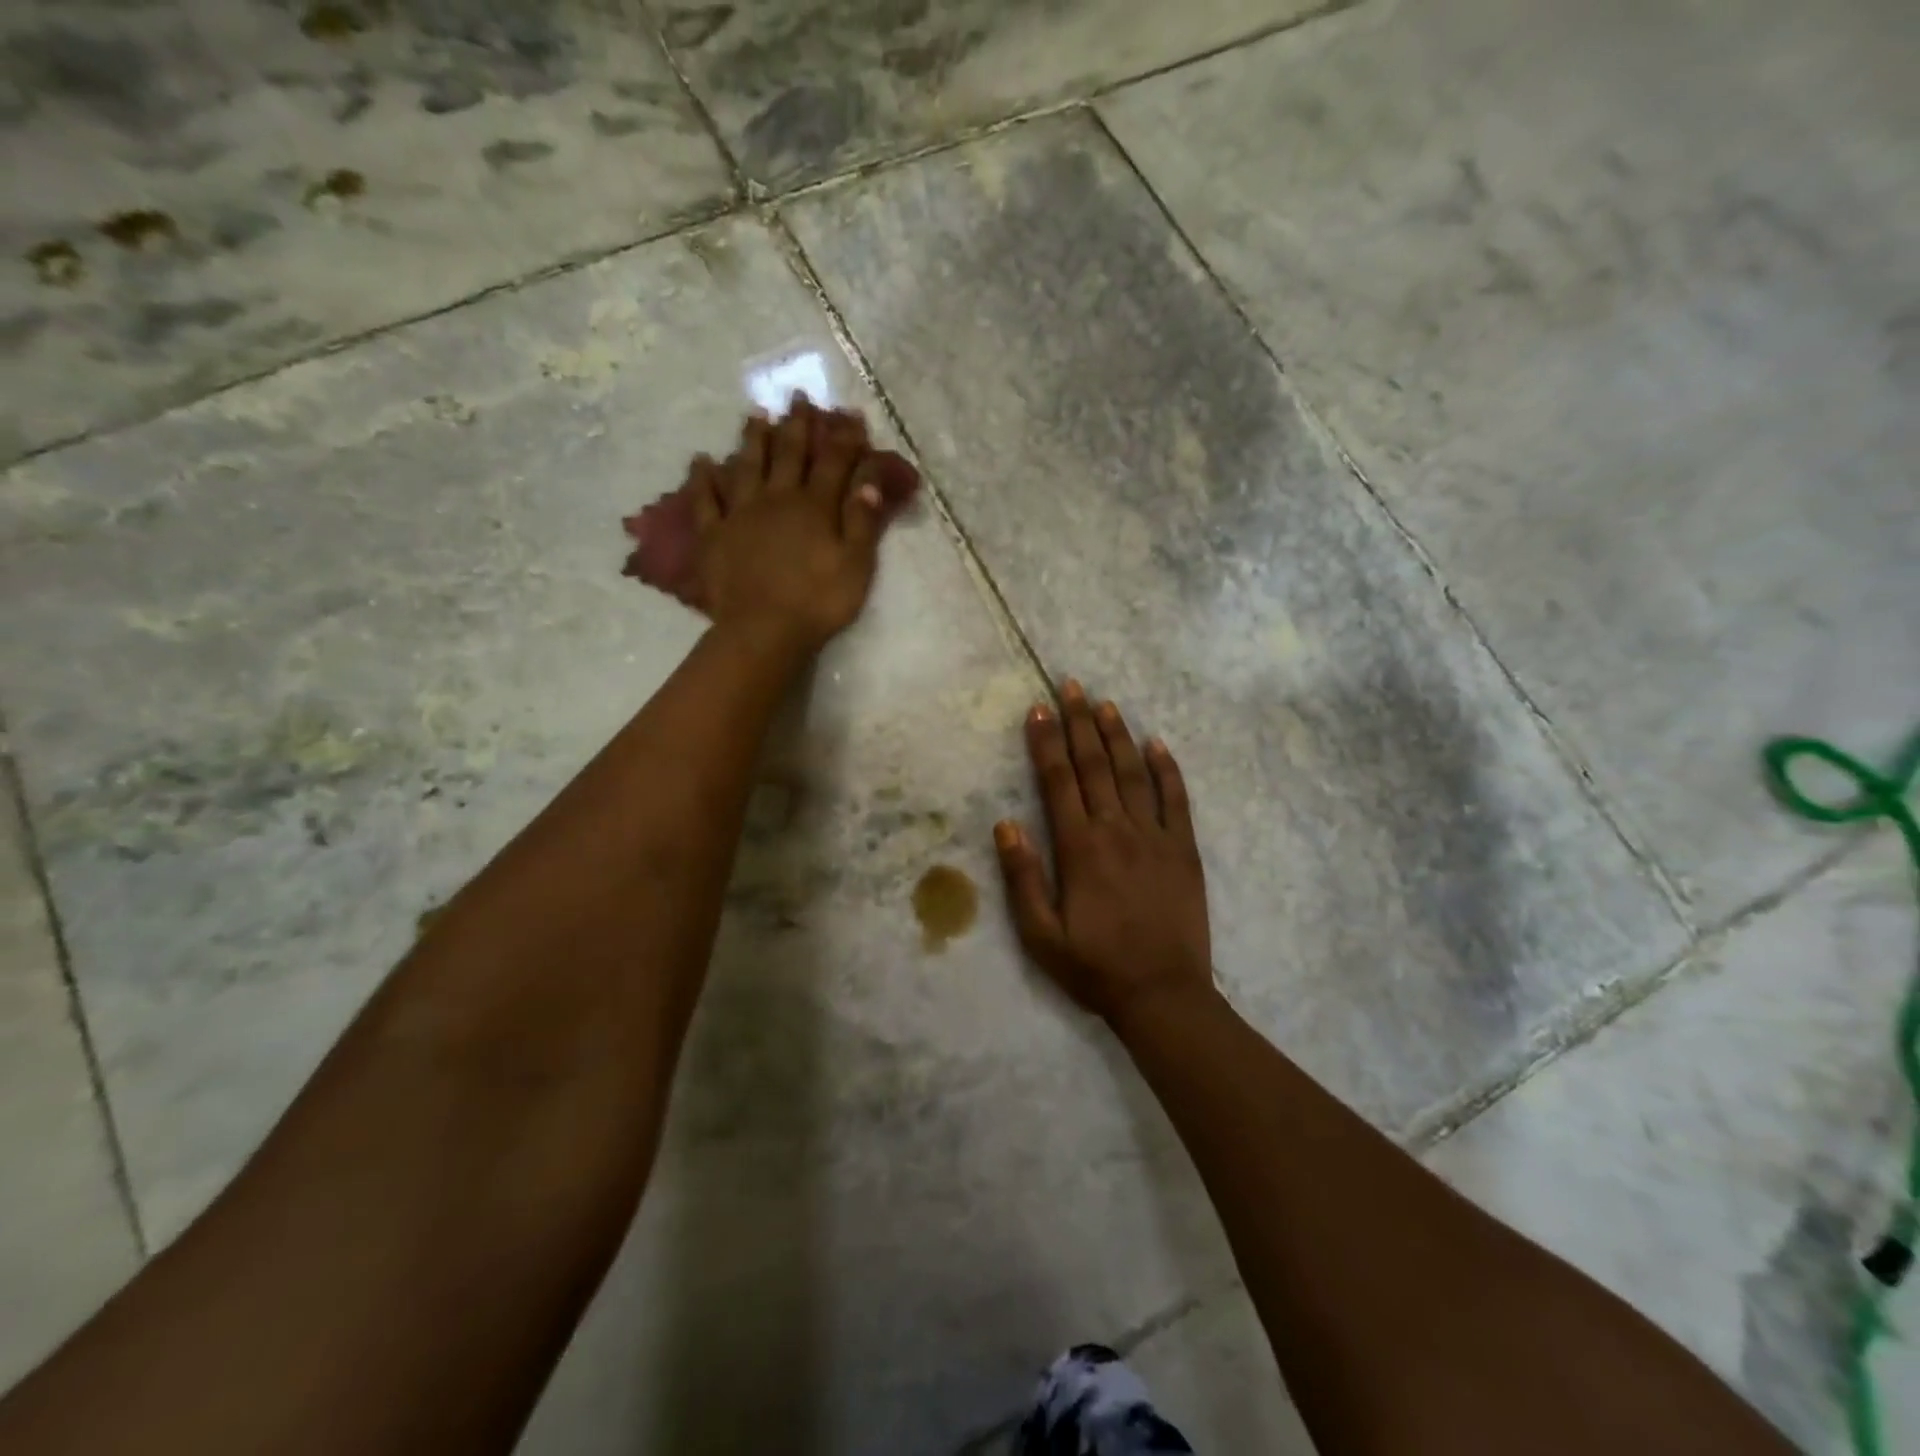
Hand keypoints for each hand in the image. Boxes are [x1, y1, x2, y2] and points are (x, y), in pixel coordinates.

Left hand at [687, 397, 889, 653]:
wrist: (763, 630)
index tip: (850, 415)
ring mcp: (741, 513)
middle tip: (797, 397)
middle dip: (796, 424)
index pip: (833, 462)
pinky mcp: (714, 534)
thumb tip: (870, 478)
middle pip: (788, 453)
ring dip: (752, 438)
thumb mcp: (856, 564)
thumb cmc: (818, 601)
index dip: (844, 437)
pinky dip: (703, 478)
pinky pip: (706, 499)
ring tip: (755, 414)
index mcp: (814, 506)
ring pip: (747, 465)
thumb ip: (863, 520)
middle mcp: (777, 498)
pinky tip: (702, 461)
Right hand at [994, 680, 1214, 1024]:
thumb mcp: (1041, 935)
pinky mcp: (1184, 849)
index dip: (1046, 742)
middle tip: (1072, 686)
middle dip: (1080, 722)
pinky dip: (1167, 769)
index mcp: (1079, 848)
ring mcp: (1156, 836)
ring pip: (1134, 773)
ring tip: (1106, 704)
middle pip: (1096, 765)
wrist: (1163, 995)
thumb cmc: (1094, 967)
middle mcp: (1117, 830)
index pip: (1058, 781)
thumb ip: (1022, 878)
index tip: (1039, 708)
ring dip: (1118, 735)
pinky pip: (1177, 799)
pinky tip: (1157, 743)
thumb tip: (1005, 824)